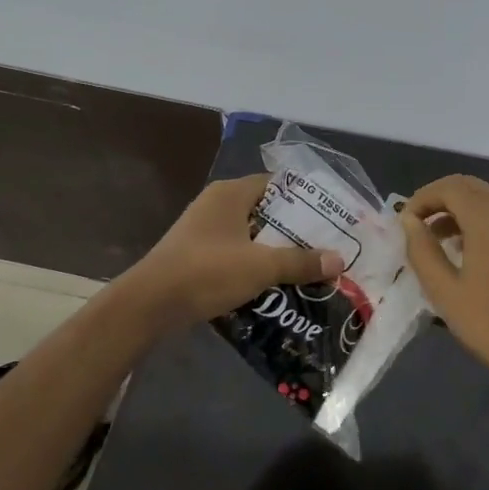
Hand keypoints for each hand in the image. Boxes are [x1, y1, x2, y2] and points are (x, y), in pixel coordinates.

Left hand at [123, 175, 344, 328]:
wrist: (149, 305)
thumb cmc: (207, 272)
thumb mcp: (261, 266)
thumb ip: (300, 262)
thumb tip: (339, 261)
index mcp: (231, 194)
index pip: (277, 184)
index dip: (304, 199)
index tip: (330, 217)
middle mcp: (217, 205)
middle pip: (266, 211)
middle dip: (294, 230)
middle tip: (325, 246)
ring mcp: (204, 231)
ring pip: (251, 236)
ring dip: (275, 251)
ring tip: (307, 267)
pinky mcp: (196, 256)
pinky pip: (235, 254)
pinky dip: (254, 266)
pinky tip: (275, 285)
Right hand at [399, 175, 488, 398]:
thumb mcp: (444, 290)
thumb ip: (422, 250)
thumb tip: (409, 221)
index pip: (449, 187)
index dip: (421, 198)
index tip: (402, 223)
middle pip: (468, 187)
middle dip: (438, 200)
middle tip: (414, 227)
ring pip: (485, 199)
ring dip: (456, 210)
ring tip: (433, 241)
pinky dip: (476, 221)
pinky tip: (463, 251)